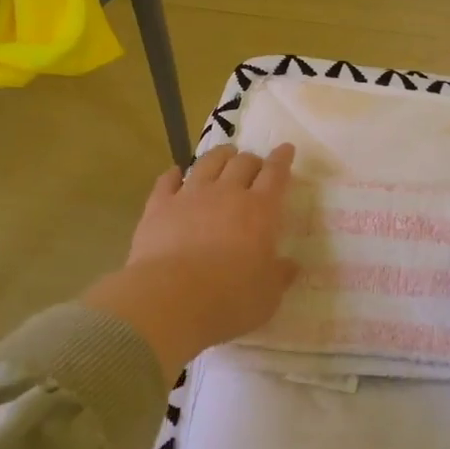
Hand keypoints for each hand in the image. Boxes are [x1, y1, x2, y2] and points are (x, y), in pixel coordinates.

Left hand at [84, 144, 298, 381]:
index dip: (282, 159)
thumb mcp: (268, 296)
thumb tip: (290, 265)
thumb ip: (280, 276)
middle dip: (252, 160)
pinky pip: (167, 181)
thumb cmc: (230, 300)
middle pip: (243, 163)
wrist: (171, 300)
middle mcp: (227, 194)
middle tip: (255, 164)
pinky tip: (176, 173)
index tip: (286, 149)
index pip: (276, 175)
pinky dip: (174, 174)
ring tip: (224, 155)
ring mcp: (190, 196)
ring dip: (219, 156)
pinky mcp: (159, 207)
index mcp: (260, 211)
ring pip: (207, 163)